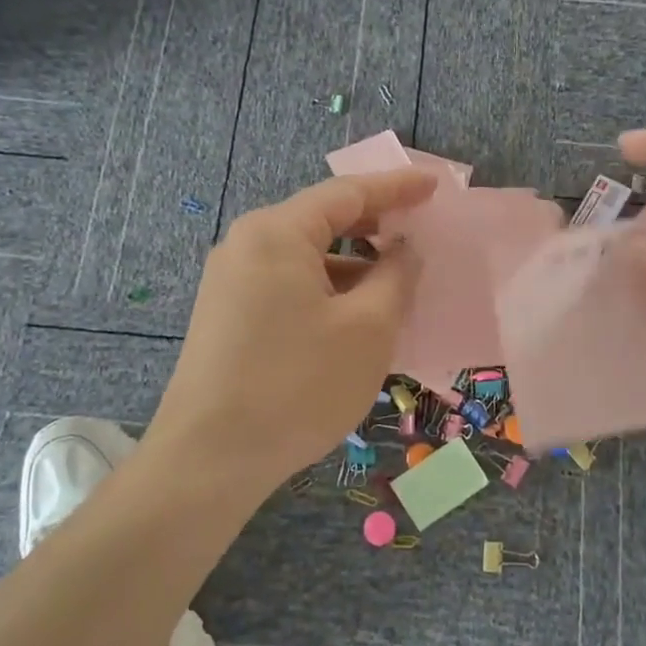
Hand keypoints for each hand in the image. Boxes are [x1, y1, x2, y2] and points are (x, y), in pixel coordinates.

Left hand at [149, 168, 436, 492]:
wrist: (210, 458)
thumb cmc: (298, 384)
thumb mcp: (368, 329)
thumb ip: (395, 276)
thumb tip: (404, 249)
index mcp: (278, 232)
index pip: (348, 193)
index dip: (397, 187)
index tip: (435, 186)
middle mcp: (247, 245)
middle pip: (323, 221)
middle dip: (374, 228)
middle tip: (419, 236)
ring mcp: (231, 282)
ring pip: (307, 259)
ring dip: (353, 268)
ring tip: (395, 289)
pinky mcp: (227, 316)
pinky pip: (289, 287)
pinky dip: (327, 292)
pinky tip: (354, 322)